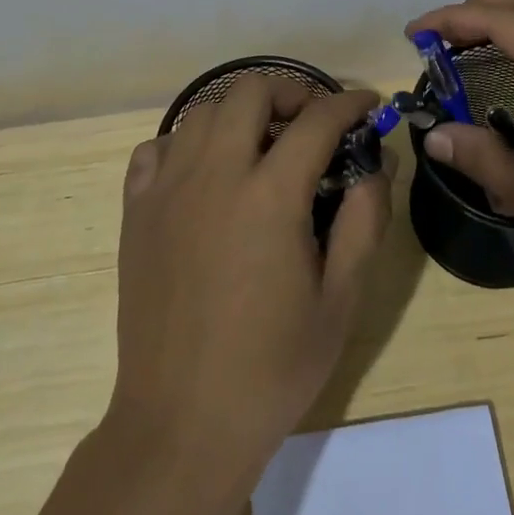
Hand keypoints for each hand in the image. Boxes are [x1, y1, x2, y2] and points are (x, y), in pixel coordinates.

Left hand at [107, 76, 390, 481]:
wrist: (181, 423)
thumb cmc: (271, 368)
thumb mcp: (340, 301)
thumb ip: (364, 222)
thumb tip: (378, 165)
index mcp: (269, 197)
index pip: (316, 120)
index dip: (349, 103)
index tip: (366, 103)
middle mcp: (214, 176)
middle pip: (249, 91)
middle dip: (290, 91)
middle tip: (311, 121)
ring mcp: (166, 190)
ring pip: (201, 112)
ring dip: (238, 114)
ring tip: (260, 146)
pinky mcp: (135, 212)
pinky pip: (156, 149)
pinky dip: (185, 144)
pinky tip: (204, 174)